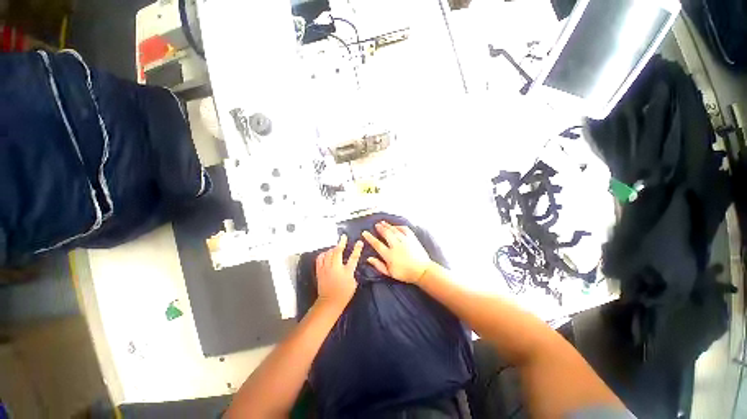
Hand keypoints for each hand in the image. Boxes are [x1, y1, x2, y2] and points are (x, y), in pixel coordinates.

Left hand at [316, 235, 362, 308]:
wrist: (330, 302)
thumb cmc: (344, 293)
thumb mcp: (353, 282)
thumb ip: (352, 272)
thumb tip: (350, 265)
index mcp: (347, 271)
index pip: (353, 257)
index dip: (357, 249)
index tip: (359, 242)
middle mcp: (336, 267)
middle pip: (337, 252)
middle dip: (341, 243)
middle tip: (343, 237)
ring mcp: (326, 268)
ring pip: (328, 253)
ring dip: (332, 249)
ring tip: (335, 248)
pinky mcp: (319, 271)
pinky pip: (320, 258)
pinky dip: (323, 254)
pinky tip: (326, 254)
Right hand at [362, 221, 432, 283]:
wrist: (422, 271)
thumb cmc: (405, 273)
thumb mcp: (390, 273)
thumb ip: (379, 265)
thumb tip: (369, 258)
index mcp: (389, 255)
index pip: (377, 244)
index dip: (370, 238)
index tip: (365, 233)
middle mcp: (396, 246)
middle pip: (386, 234)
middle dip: (380, 228)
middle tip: (376, 225)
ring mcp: (405, 241)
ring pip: (394, 230)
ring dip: (388, 225)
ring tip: (383, 222)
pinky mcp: (412, 238)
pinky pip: (404, 229)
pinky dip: (399, 226)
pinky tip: (395, 226)